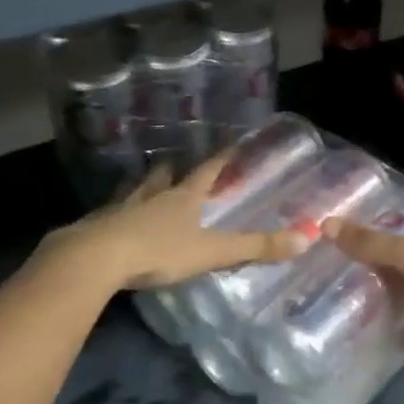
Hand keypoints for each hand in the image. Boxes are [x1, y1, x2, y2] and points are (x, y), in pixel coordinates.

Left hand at [42, 152, 311, 290]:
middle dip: (173, 169)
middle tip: (176, 162)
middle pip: (165, 175)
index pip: (206, 172)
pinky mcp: (98, 226)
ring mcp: (122, 209)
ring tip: (144, 182)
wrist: (96, 258)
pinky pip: (111, 213)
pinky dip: (117, 211)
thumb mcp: (213, 251)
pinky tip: (112, 217)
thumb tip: (306, 238)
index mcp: (182, 198)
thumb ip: (256, 247)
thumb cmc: (159, 251)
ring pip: (135, 190)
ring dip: (143, 184)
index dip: (220, 159)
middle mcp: (152, 196)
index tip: (230, 145)